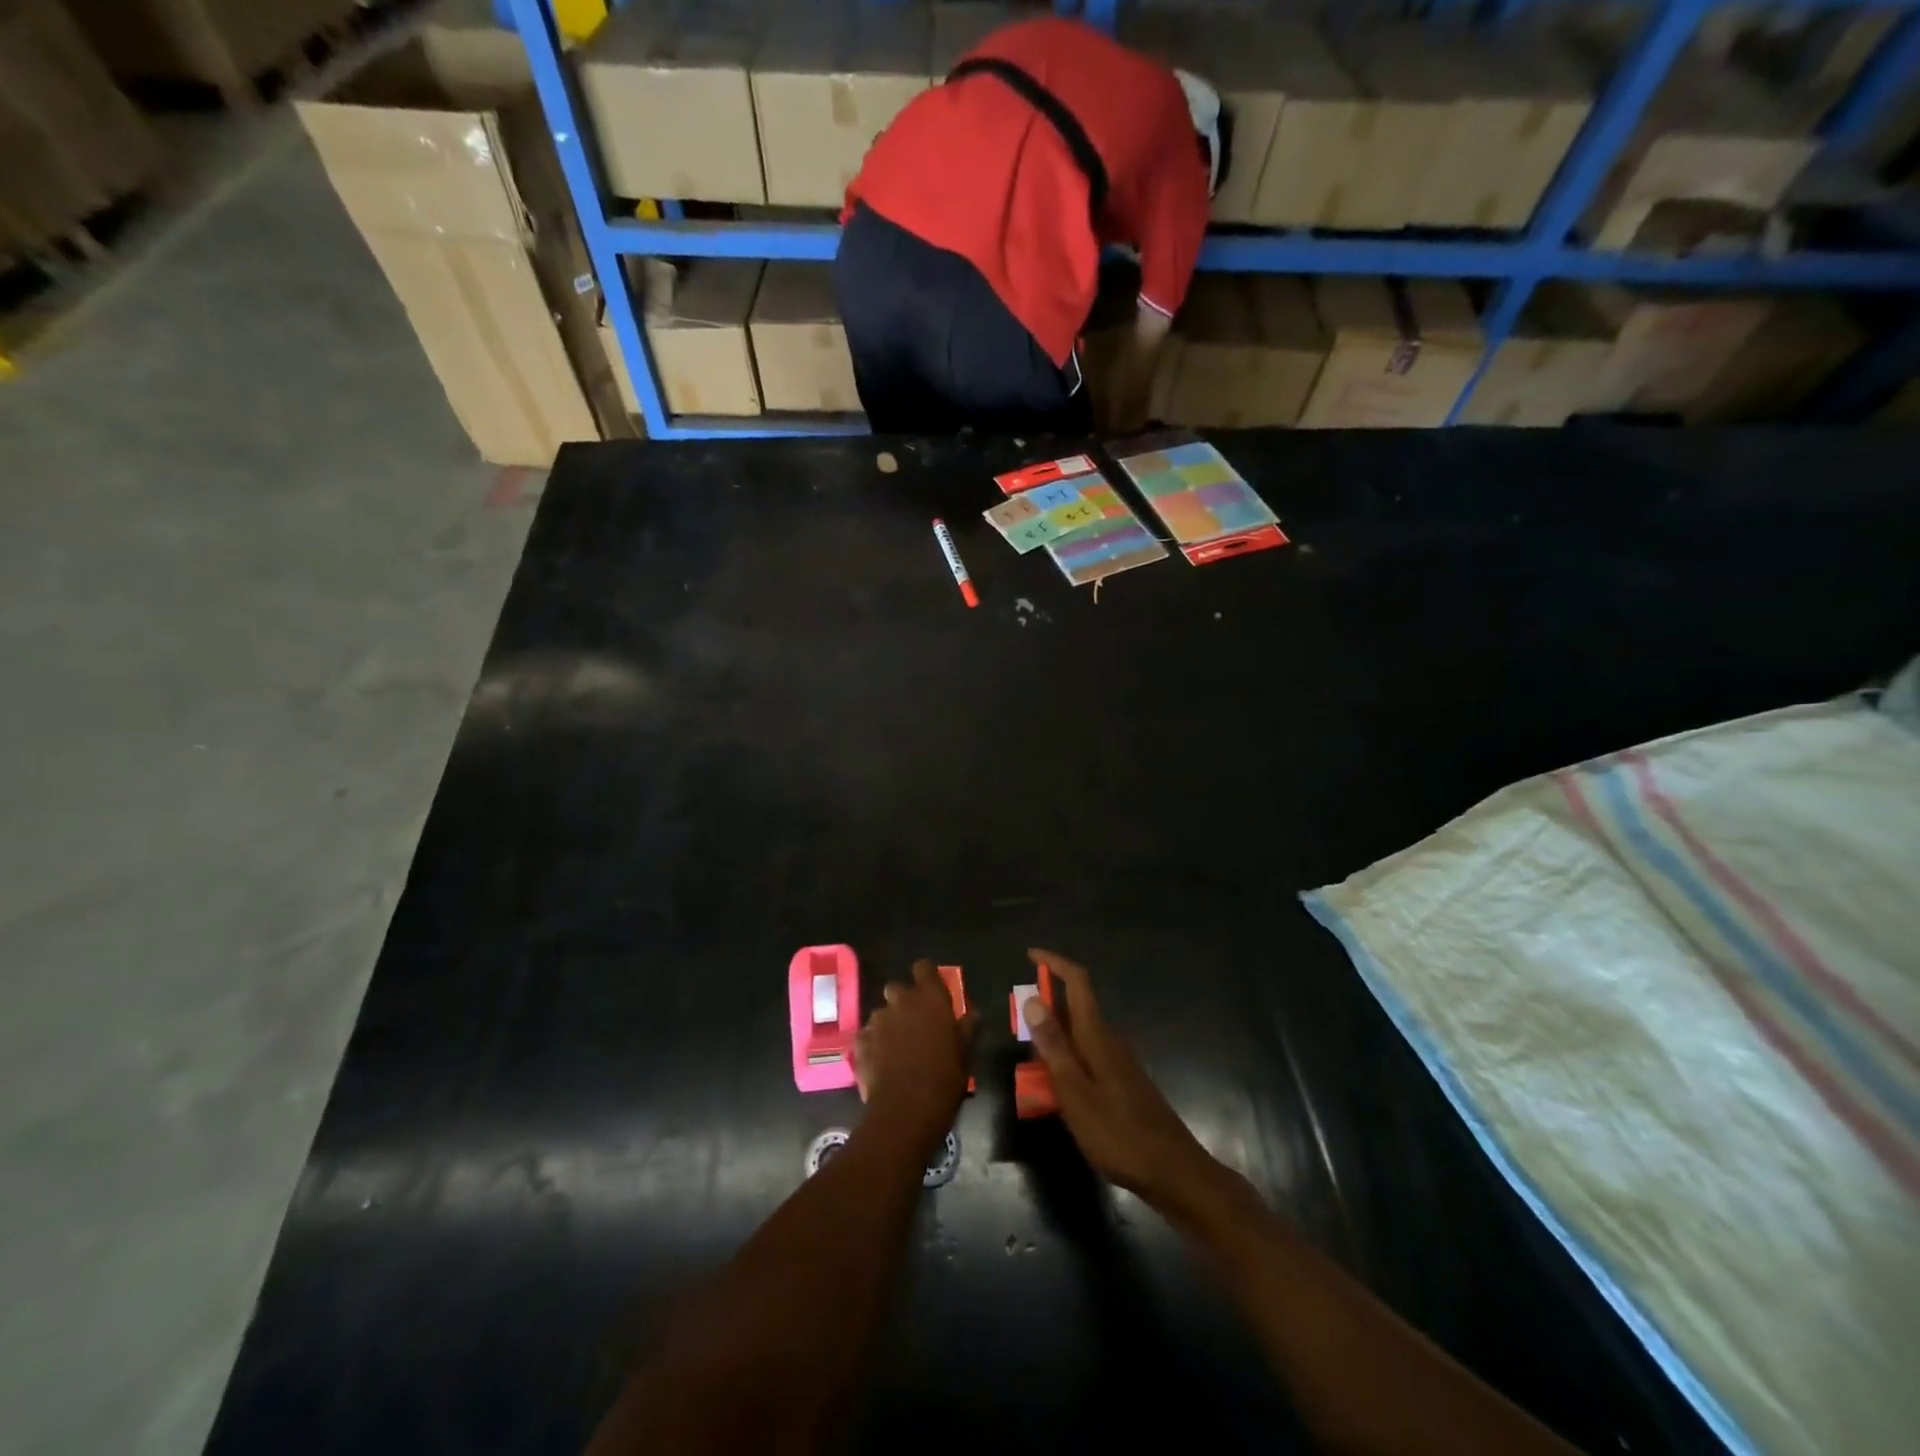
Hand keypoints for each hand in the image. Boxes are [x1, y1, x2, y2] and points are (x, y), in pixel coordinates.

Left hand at [854, 960, 976, 1147]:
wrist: (905, 1111)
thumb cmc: (944, 1078)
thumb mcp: (965, 1053)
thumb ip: (967, 1027)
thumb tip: (973, 1014)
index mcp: (930, 998)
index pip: (924, 967)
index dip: (926, 977)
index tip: (931, 990)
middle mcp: (901, 1001)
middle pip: (897, 987)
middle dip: (903, 1001)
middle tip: (914, 1024)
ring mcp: (877, 1021)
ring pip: (881, 1013)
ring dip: (888, 1024)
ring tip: (897, 1049)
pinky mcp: (860, 1042)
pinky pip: (867, 1036)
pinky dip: (873, 1045)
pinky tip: (881, 1064)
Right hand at [1021, 948, 1216, 1210]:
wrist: (1172, 1171)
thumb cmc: (1118, 1133)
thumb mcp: (1075, 1092)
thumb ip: (1053, 1046)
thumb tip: (1032, 1000)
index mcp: (1097, 1035)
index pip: (1077, 981)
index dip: (1054, 962)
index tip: (1029, 955)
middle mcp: (1109, 1040)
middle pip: (1076, 1005)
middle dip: (1046, 1002)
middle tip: (1017, 1020)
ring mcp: (1118, 1061)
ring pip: (1080, 1032)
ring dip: (1054, 1033)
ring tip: (1029, 1057)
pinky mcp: (1122, 1081)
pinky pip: (1087, 1054)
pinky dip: (1066, 1056)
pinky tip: (1055, 1086)